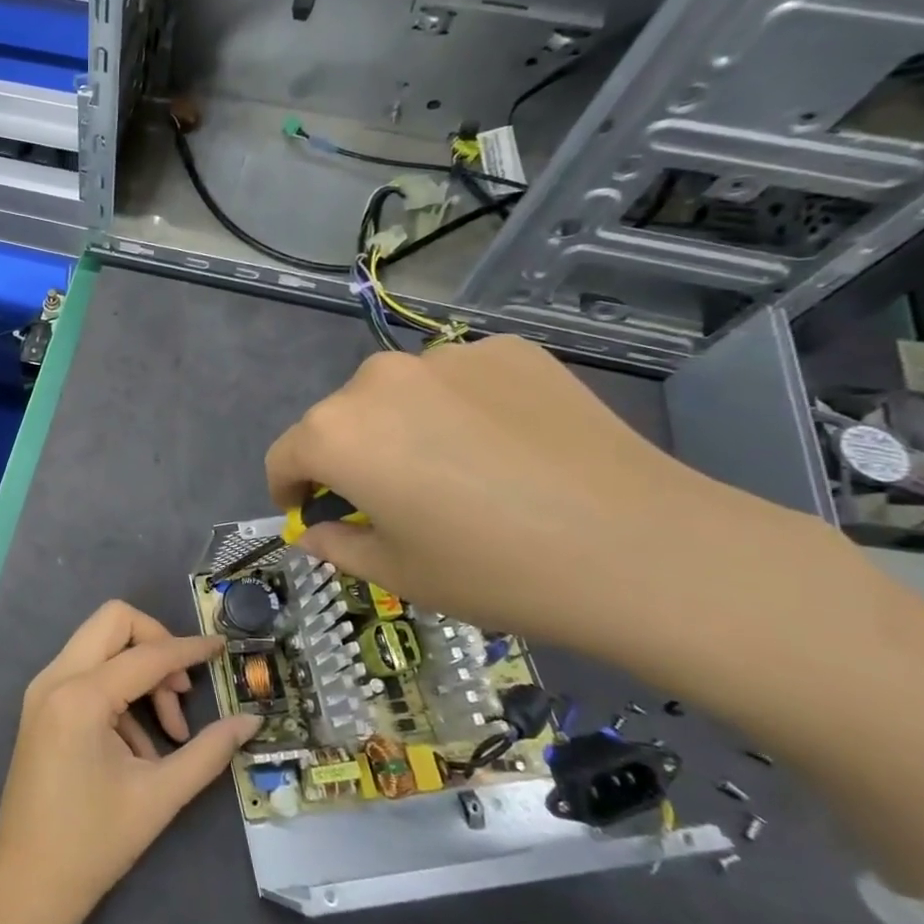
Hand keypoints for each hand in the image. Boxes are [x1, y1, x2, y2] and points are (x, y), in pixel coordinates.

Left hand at [0, 601, 260, 923]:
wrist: (27, 886)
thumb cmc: (94, 843)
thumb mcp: (160, 796)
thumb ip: (208, 751)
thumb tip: (250, 721)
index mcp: (80, 696)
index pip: (146, 654)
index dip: (189, 649)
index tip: (222, 648)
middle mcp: (55, 678)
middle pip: (113, 621)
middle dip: (156, 644)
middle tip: (182, 689)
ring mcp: (42, 690)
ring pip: (99, 644)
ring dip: (138, 672)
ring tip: (167, 734)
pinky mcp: (40, 706)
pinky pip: (86, 672)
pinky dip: (118, 691)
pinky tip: (138, 748)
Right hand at [264, 334, 819, 670]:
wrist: (637, 548)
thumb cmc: (494, 571)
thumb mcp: (398, 574)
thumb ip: (338, 546)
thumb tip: (318, 531)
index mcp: (336, 434)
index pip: (286, 455)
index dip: (290, 488)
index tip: (311, 512)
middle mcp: (378, 380)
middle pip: (341, 418)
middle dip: (350, 456)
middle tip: (391, 499)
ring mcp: (448, 357)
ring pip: (400, 394)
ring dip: (405, 426)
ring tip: (456, 471)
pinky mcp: (509, 350)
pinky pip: (460, 379)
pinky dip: (462, 407)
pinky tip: (505, 447)